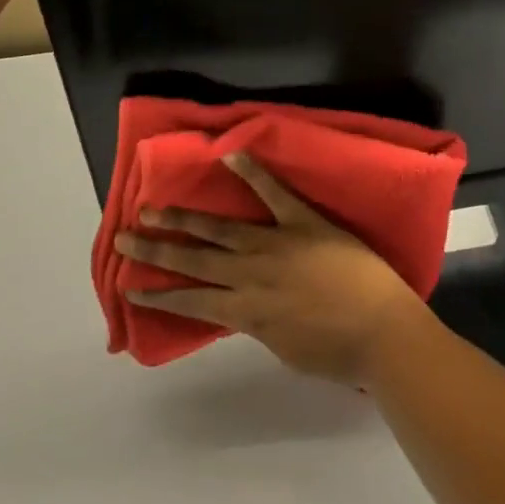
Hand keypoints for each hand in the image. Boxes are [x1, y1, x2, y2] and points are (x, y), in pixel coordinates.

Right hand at [116, 152, 434, 387]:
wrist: (381, 329)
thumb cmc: (337, 351)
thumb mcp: (285, 347)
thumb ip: (258, 323)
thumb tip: (241, 307)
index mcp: (247, 312)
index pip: (193, 302)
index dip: (160, 295)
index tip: (130, 286)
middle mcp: (250, 275)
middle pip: (194, 261)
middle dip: (156, 251)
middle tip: (123, 238)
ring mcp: (274, 243)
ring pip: (219, 228)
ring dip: (183, 218)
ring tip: (152, 208)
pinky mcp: (301, 220)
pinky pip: (273, 192)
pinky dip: (252, 171)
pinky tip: (230, 153)